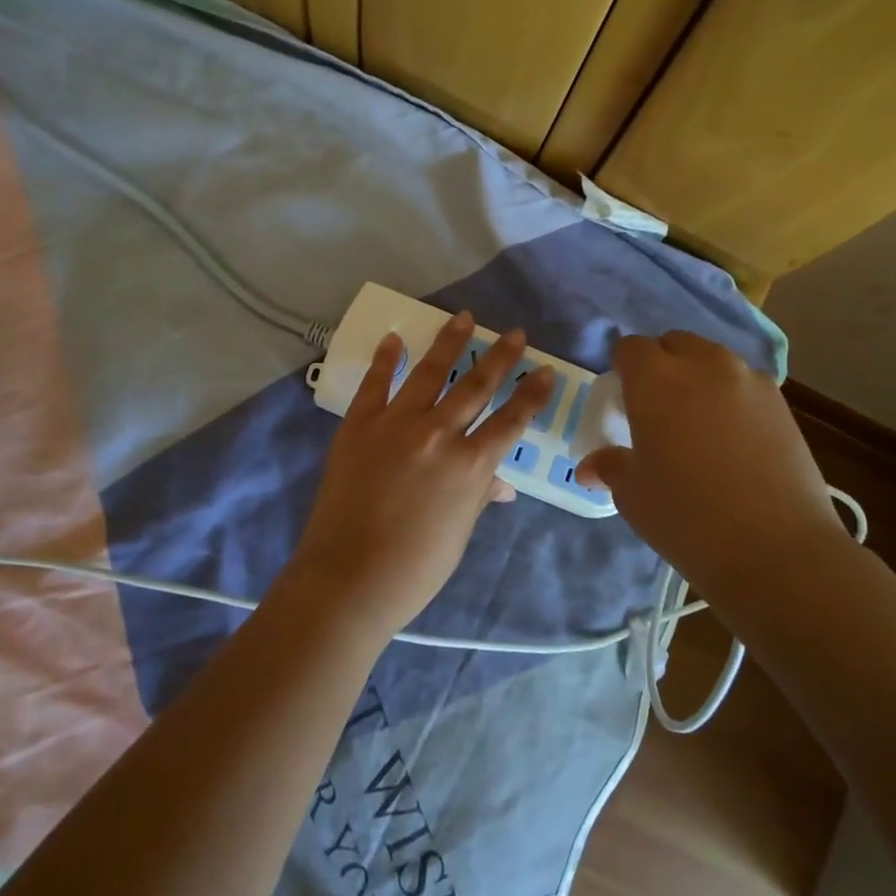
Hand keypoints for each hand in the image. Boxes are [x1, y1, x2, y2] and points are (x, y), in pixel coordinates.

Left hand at [288, 313, 554, 640]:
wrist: (349, 578)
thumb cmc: (415, 568)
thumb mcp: (459, 532)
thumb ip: (479, 496)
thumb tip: (501, 484)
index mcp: (471, 465)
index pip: (512, 420)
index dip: (532, 394)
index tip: (545, 371)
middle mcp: (439, 434)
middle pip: (477, 385)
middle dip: (501, 357)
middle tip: (516, 333)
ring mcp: (396, 424)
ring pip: (431, 372)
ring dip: (450, 342)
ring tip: (464, 318)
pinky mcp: (359, 425)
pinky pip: (375, 384)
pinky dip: (386, 360)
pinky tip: (395, 339)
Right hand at [576, 331, 848, 591]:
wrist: (776, 550)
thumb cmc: (687, 517)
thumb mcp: (633, 495)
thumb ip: (610, 467)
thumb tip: (590, 467)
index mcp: (655, 379)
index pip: (631, 347)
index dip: (623, 368)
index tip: (622, 397)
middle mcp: (703, 365)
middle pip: (674, 343)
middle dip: (661, 363)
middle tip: (656, 407)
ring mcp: (749, 380)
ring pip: (713, 360)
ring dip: (698, 376)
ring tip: (697, 421)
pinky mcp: (781, 403)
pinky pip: (744, 384)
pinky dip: (731, 397)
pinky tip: (732, 439)